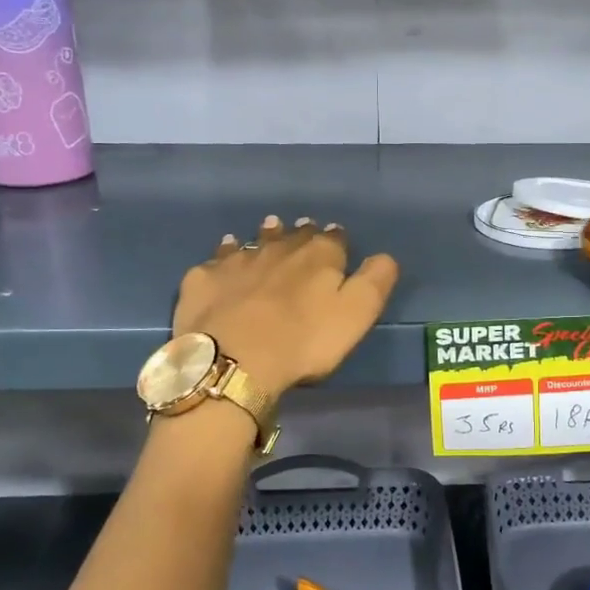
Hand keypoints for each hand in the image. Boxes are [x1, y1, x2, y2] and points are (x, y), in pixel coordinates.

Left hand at [174, 216, 399, 397]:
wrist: (234, 359)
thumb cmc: (304, 340)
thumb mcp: (357, 313)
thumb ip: (375, 280)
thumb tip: (384, 255)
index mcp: (319, 256)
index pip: (334, 238)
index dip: (337, 239)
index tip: (338, 239)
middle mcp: (279, 248)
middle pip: (294, 235)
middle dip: (301, 233)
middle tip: (303, 230)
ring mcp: (238, 260)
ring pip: (256, 240)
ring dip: (265, 235)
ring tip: (269, 230)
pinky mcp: (205, 278)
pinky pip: (218, 258)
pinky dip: (225, 254)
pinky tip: (225, 257)